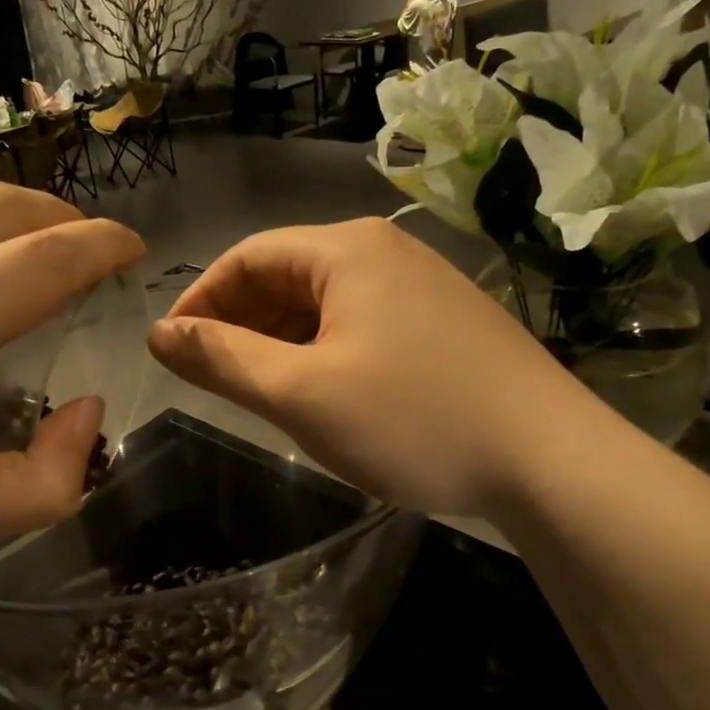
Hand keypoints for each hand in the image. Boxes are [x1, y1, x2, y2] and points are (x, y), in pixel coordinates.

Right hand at [147, 218, 589, 517]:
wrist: (549, 459)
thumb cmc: (412, 419)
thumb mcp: (301, 393)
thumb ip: (222, 359)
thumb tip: (160, 334)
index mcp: (346, 250)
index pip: (247, 257)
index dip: (201, 300)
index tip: (173, 350)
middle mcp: (385, 251)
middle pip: (288, 276)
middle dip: (242, 323)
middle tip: (213, 378)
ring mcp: (423, 285)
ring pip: (327, 303)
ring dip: (283, 341)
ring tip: (262, 392)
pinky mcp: (447, 322)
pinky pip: (364, 324)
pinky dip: (326, 351)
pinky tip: (324, 393)